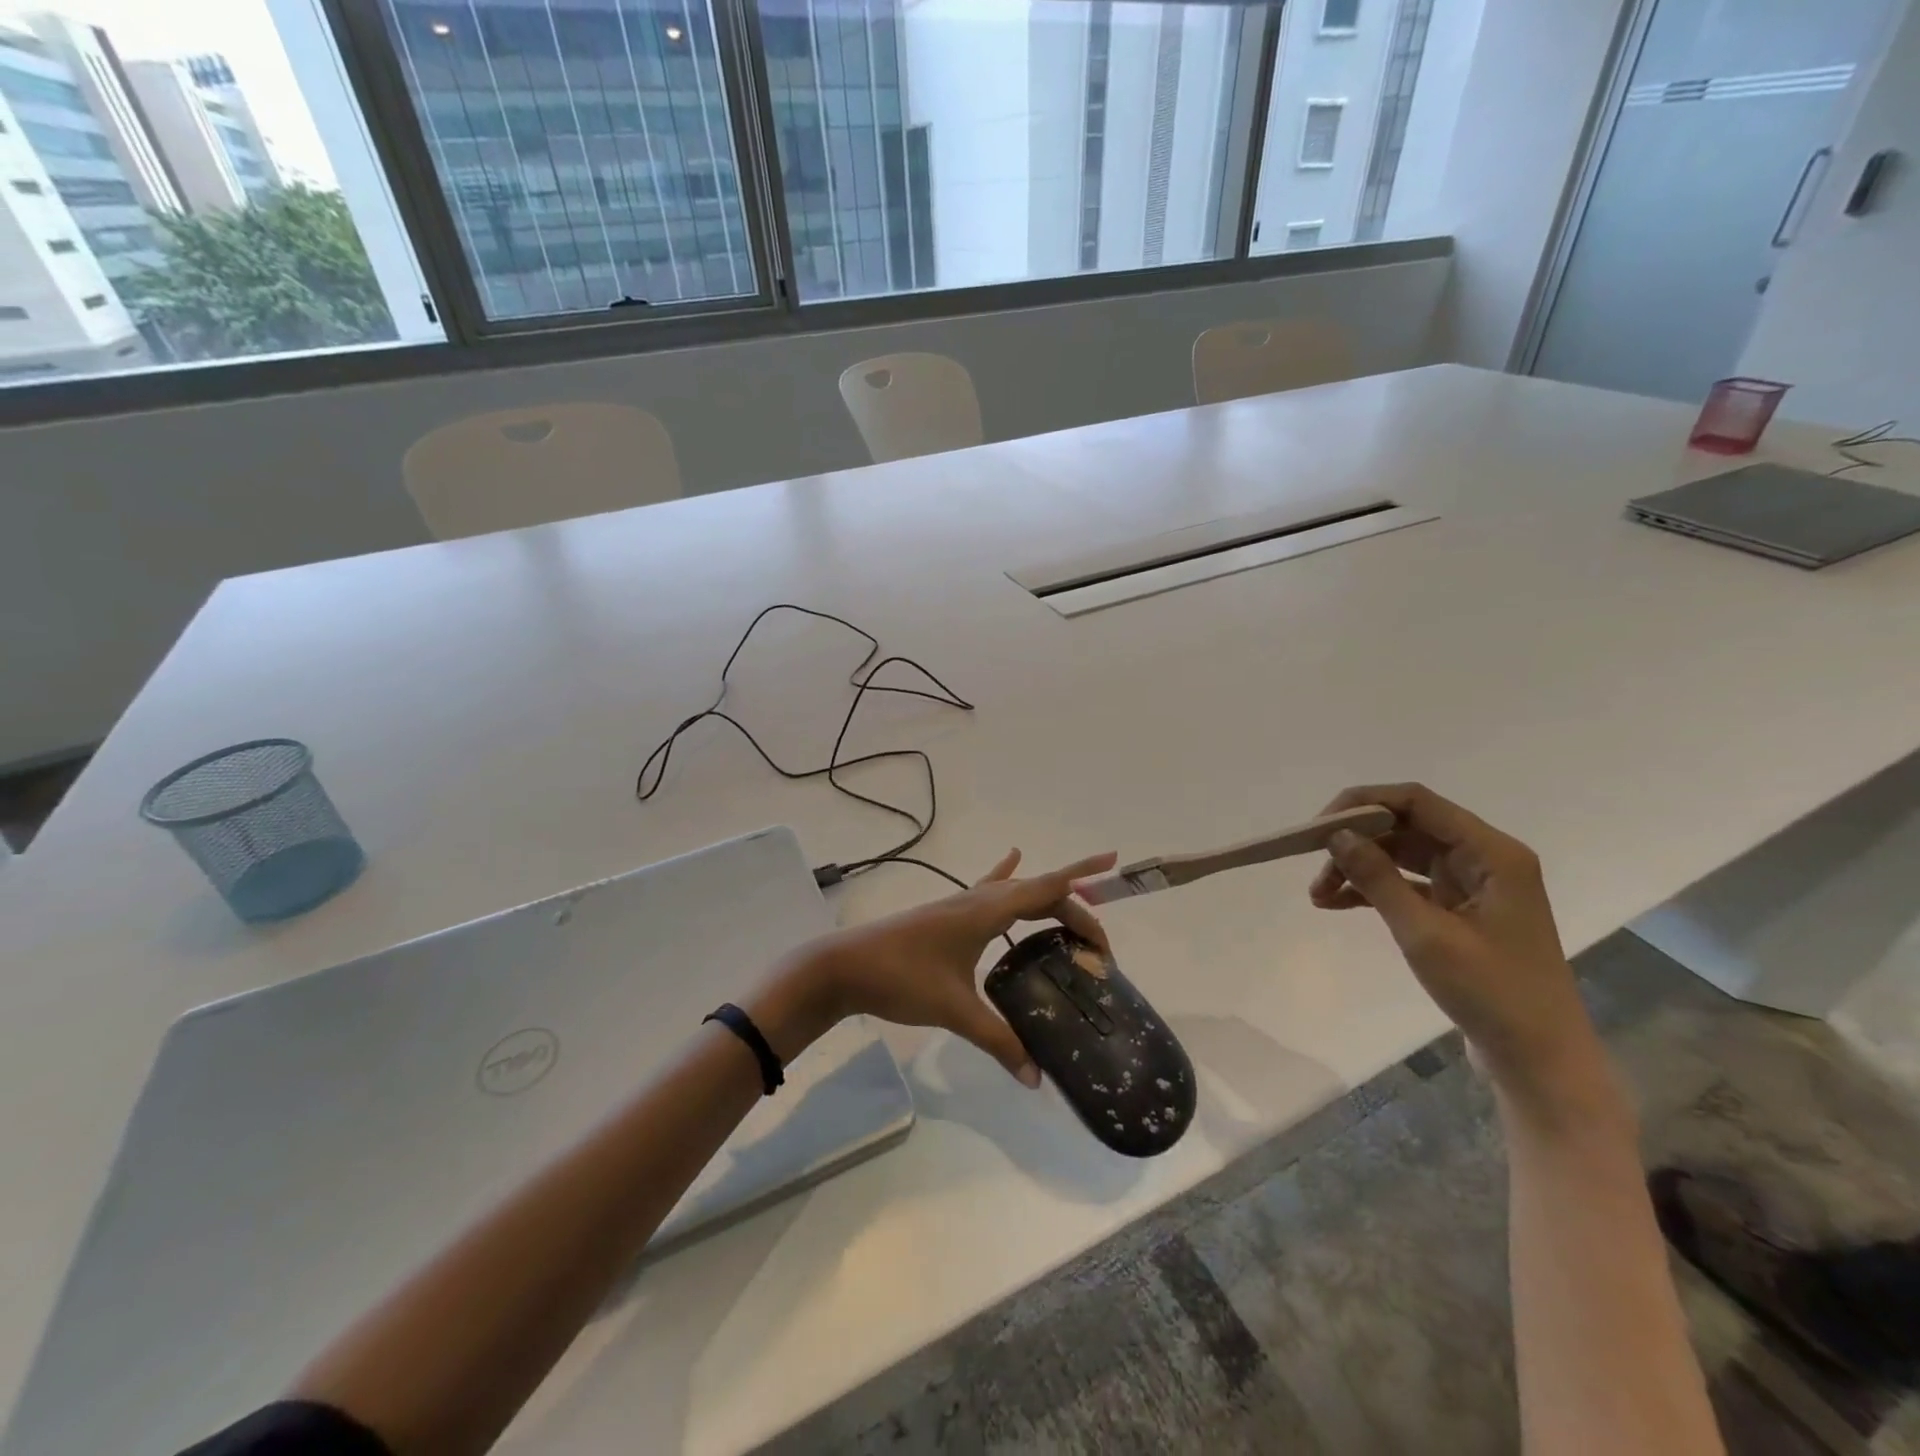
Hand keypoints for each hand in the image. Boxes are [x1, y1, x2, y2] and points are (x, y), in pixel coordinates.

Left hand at [751, 849, 1117, 1085]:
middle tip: (1100, 946)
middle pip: (1038, 892)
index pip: (1048, 890)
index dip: (1083, 882)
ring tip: (1074, 909)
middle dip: (1074, 909)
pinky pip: (988, 888)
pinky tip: (1011, 858)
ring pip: (1016, 890)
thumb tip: (1036, 1078)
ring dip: (1047, 896)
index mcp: (987, 910)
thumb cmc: (901, 978)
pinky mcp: (948, 914)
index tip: (1115, 871)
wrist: (844, 966)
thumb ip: (999, 1041)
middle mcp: (979, 898)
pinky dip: (1006, 874)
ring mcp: (961, 903)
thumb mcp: (954, 1009)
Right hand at [1308, 783, 1606, 1114]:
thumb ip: (1379, 879)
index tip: (1318, 827)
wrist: (1539, 1061)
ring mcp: (1471, 885)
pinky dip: (1371, 890)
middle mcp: (1483, 858)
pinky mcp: (1459, 911)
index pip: (1417, 802)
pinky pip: (1406, 884)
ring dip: (1358, 867)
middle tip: (1311, 862)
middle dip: (1355, 841)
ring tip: (1317, 893)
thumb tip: (1336, 835)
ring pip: (1401, 855)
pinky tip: (1334, 903)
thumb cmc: (1492, 993)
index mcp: (1491, 853)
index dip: (1363, 804)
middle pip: (1405, 826)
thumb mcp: (1426, 934)